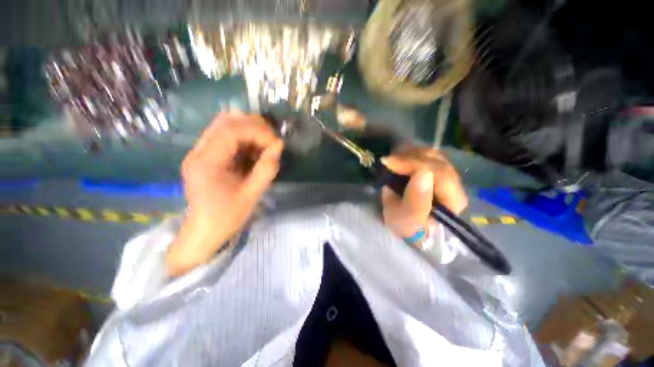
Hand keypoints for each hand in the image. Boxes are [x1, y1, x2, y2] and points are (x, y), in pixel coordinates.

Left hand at [167, 112, 283, 275]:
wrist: (204, 230)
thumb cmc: (227, 216)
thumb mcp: (252, 194)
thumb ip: (267, 168)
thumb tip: (279, 146)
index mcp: (206, 163)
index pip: (231, 130)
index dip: (258, 131)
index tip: (276, 144)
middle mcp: (198, 151)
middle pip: (226, 121)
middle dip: (254, 126)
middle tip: (272, 141)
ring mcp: (199, 151)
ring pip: (225, 124)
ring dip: (249, 130)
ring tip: (264, 144)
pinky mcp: (205, 154)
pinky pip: (225, 135)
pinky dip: (244, 137)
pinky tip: (254, 150)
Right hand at [381, 146, 467, 238]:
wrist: (409, 228)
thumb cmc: (407, 226)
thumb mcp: (406, 220)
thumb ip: (415, 201)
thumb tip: (422, 174)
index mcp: (453, 200)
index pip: (439, 173)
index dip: (413, 164)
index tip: (388, 163)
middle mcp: (455, 186)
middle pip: (436, 160)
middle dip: (409, 157)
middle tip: (388, 160)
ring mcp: (446, 177)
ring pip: (432, 155)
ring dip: (410, 154)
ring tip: (392, 159)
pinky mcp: (436, 173)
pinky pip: (427, 156)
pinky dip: (411, 154)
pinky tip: (399, 158)